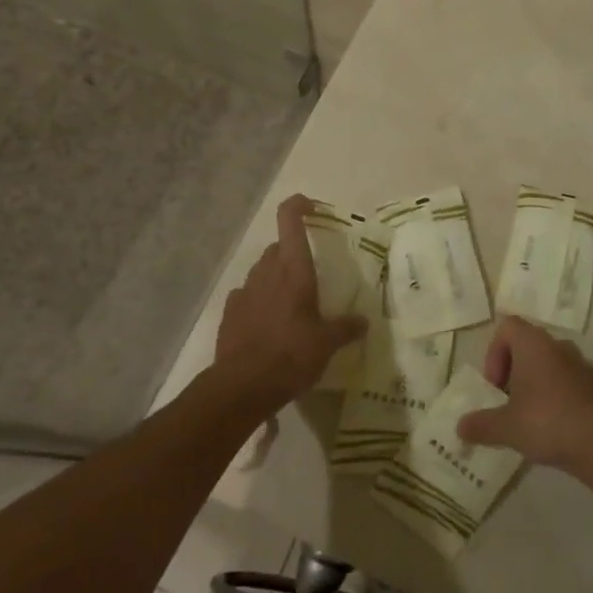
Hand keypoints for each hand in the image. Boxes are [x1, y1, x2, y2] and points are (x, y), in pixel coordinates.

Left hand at [212, 195, 365, 415]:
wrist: (242, 386)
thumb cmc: (291, 355)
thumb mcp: (327, 344)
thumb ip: (346, 328)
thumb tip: (363, 322)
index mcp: (293, 269)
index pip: (289, 219)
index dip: (298, 205)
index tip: (312, 208)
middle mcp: (267, 271)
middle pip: (278, 247)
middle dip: (293, 253)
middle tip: (311, 275)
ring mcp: (244, 290)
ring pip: (262, 271)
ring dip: (276, 278)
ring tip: (291, 304)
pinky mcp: (229, 312)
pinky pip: (247, 295)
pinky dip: (258, 300)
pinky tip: (268, 323)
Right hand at [455, 317, 592, 484]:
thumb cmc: (547, 422)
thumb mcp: (506, 427)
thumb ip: (481, 424)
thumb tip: (459, 427)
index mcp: (533, 343)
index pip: (507, 326)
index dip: (494, 352)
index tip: (494, 385)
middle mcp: (557, 345)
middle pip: (526, 345)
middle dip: (511, 370)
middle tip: (505, 401)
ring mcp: (579, 363)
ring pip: (547, 363)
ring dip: (532, 383)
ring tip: (526, 416)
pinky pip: (565, 380)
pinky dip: (553, 395)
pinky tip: (550, 426)